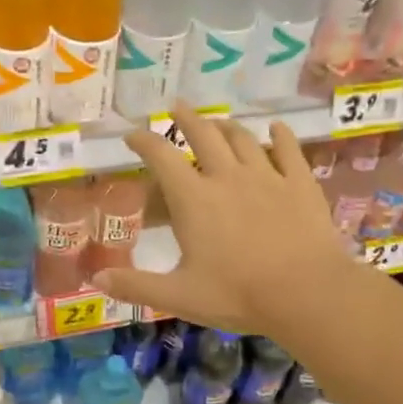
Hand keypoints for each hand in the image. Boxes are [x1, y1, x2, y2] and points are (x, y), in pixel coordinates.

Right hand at [92, 105, 371, 344]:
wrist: (306, 293)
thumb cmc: (237, 295)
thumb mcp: (178, 296)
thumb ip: (136, 285)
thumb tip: (96, 278)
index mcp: (194, 200)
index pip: (161, 157)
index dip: (143, 141)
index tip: (132, 134)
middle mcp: (227, 177)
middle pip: (204, 135)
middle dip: (186, 118)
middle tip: (176, 107)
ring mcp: (267, 177)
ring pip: (243, 139)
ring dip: (226, 126)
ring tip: (218, 122)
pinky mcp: (300, 184)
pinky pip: (289, 150)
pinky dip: (280, 136)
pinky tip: (276, 128)